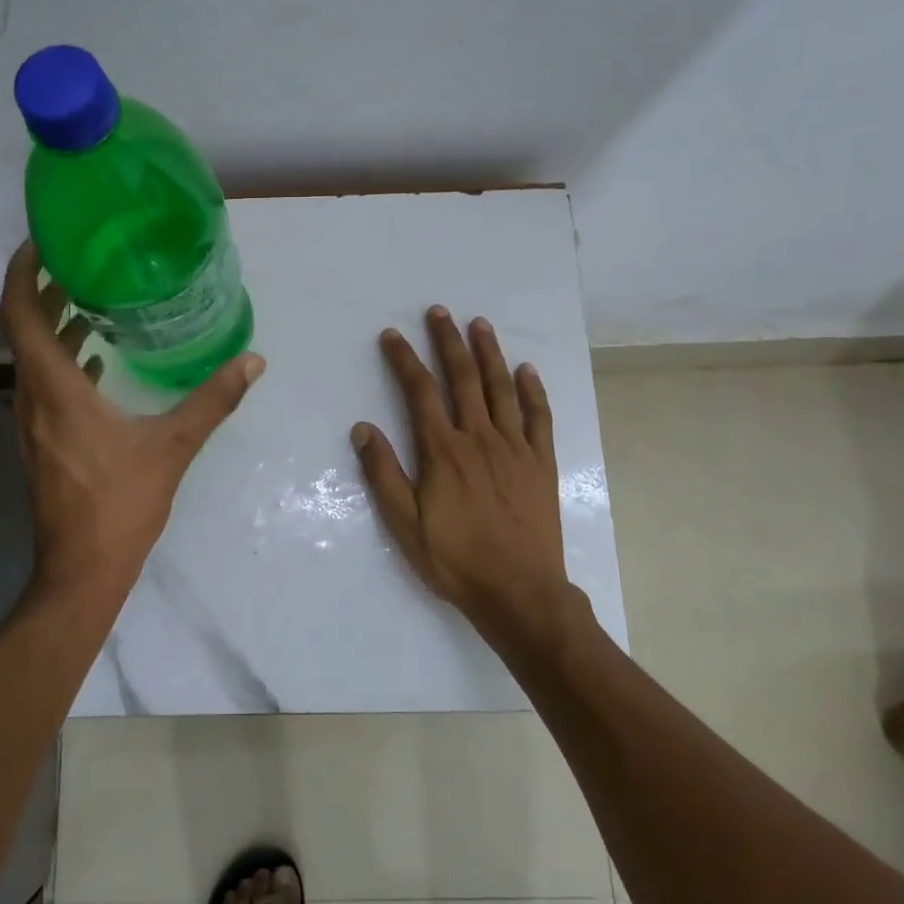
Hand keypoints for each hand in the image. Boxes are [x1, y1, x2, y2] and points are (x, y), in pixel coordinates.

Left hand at [0, 242, 264, 600]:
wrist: (82, 569)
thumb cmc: (120, 505)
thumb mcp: (172, 447)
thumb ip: (213, 401)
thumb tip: (253, 362)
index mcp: (55, 389)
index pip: (19, 313)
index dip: (24, 272)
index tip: (43, 241)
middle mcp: (32, 399)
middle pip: (21, 329)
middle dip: (42, 290)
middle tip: (78, 260)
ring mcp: (31, 423)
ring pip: (31, 358)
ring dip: (51, 326)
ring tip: (88, 299)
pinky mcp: (41, 442)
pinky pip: (43, 384)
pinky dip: (61, 360)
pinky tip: (94, 359)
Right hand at [351, 306, 569, 644]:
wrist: (519, 592)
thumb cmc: (455, 560)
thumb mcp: (404, 524)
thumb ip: (383, 473)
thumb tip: (362, 428)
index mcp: (443, 451)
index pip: (420, 391)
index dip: (404, 359)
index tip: (392, 335)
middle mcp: (479, 438)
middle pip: (462, 378)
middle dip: (448, 341)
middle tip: (438, 311)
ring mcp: (515, 448)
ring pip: (501, 388)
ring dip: (489, 353)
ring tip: (479, 324)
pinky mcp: (541, 463)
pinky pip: (539, 417)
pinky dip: (533, 390)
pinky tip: (526, 370)